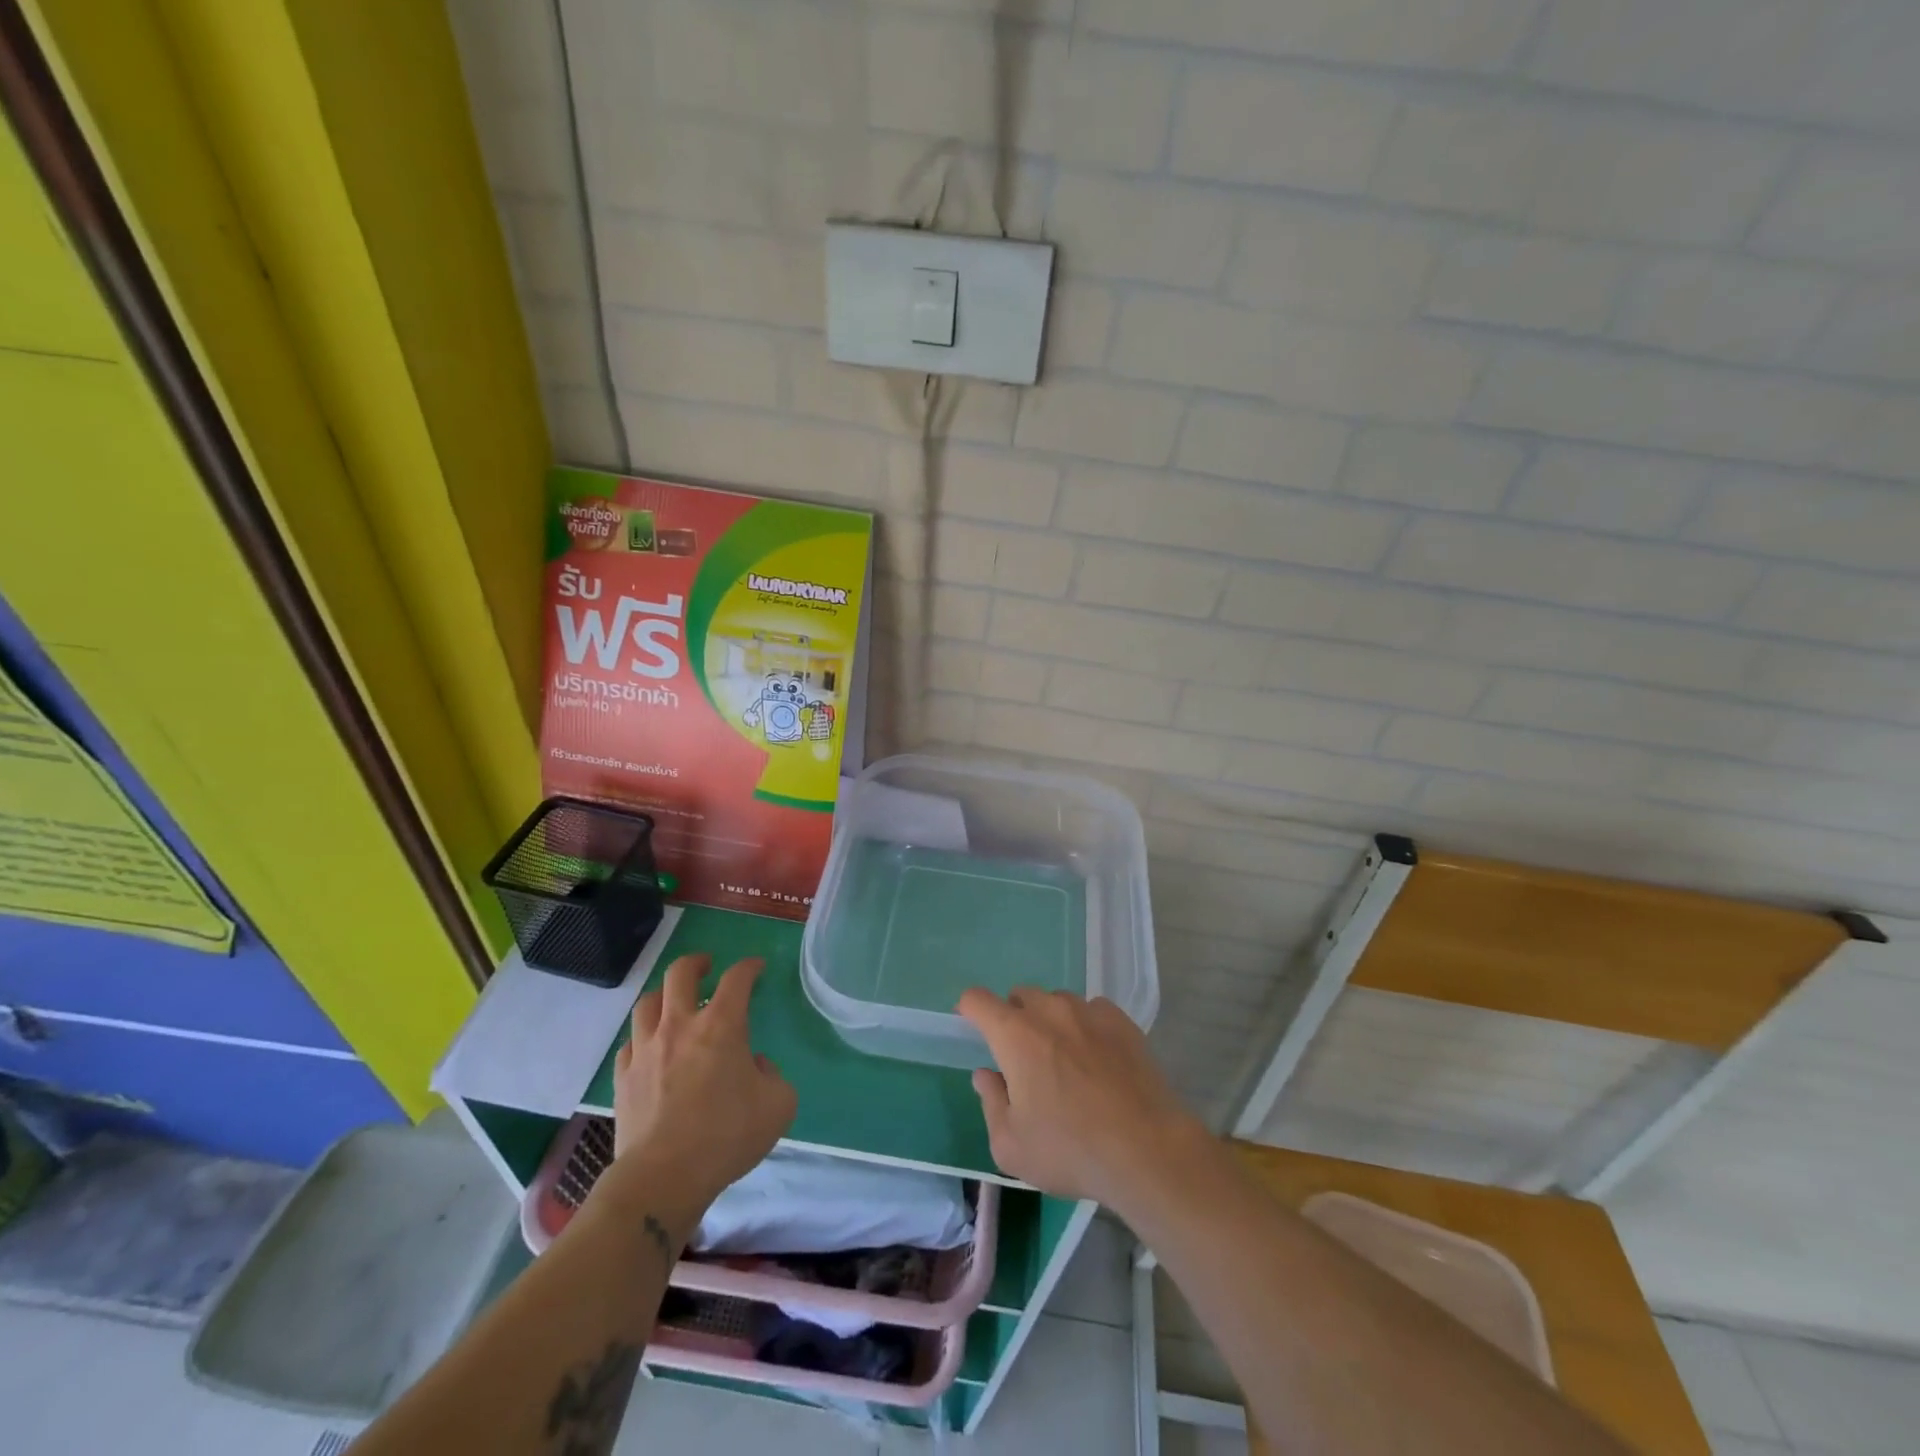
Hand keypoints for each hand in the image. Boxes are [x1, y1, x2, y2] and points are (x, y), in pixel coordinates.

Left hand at [599, 955, 796, 1227]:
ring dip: (664, 996)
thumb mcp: (778, 1105)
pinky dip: (643, 1038)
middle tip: (707, 967)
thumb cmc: (727, 1136)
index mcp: (722, 1025)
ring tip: (674, 1003)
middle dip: (696, 963)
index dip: (749, 967)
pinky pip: (630, 1043)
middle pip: (680, 974)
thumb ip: (773, 1076)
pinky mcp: (623, 1078)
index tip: (756, 968)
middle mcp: (680, 1026)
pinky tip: (651, 1049)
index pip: (737, 978)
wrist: (664, 1177)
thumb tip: (755, 1066)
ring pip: (648, 1003)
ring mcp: (646, 1050)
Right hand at [958, 988, 1206, 1210]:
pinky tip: (1097, 1059)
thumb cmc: (1071, 1150)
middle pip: (1019, 996)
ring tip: (1063, 1059)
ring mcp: (1089, 1012)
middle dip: (1012, 1018)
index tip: (972, 1030)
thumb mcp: (1011, 1146)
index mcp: (1015, 1035)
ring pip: (1057, 1001)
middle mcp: (1050, 1011)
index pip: (977, 1000)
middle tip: (1022, 1057)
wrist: (1147, 1150)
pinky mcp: (1122, 1021)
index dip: (969, 1010)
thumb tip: (986, 1075)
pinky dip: (1085, 1026)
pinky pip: (1092, 1010)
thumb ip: (991, 1102)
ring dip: (1050, 1020)